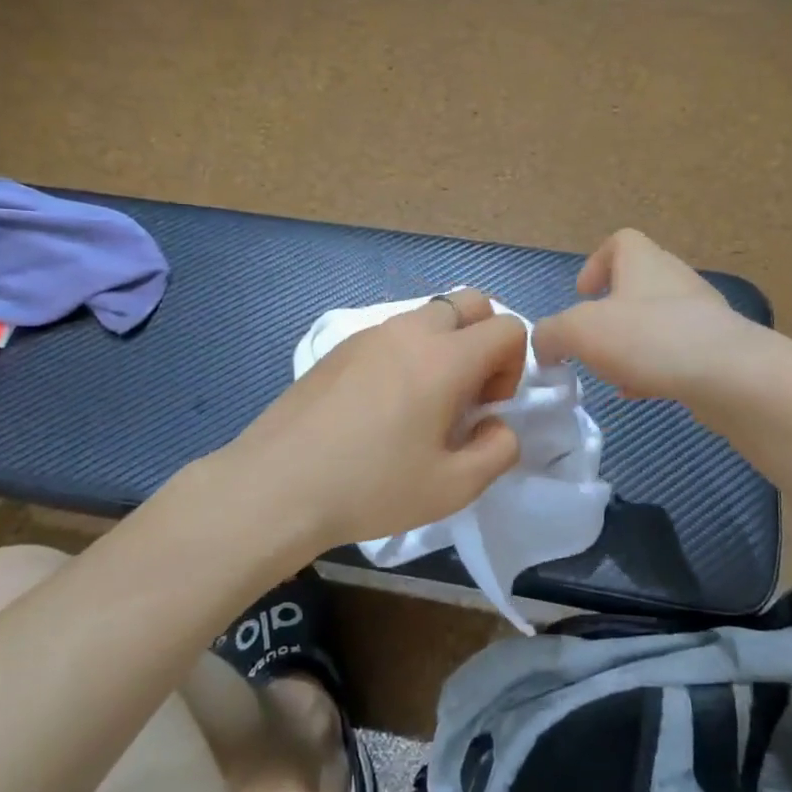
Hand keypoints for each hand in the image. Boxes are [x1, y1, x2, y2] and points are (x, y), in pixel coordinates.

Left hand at [226, 288, 526, 552]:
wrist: (277, 485)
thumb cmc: (371, 487)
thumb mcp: (453, 487)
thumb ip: (498, 450)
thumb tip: (498, 424)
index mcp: (445, 358)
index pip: (508, 328)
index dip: (513, 367)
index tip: (486, 408)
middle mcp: (410, 331)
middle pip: (471, 303)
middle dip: (484, 340)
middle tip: (464, 394)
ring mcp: (369, 334)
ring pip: (429, 314)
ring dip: (445, 345)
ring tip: (423, 403)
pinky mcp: (339, 347)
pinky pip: (392, 332)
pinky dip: (409, 352)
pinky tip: (383, 404)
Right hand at [534, 230, 752, 402]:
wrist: (729, 376)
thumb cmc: (648, 338)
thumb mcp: (579, 331)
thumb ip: (551, 334)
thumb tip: (543, 346)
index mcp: (643, 262)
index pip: (620, 242)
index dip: (596, 264)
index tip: (582, 295)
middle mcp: (675, 280)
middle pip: (637, 285)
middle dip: (610, 314)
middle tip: (591, 342)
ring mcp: (702, 315)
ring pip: (657, 322)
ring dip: (631, 344)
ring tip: (614, 373)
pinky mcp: (718, 350)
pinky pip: (677, 352)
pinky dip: (655, 368)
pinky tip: (642, 392)